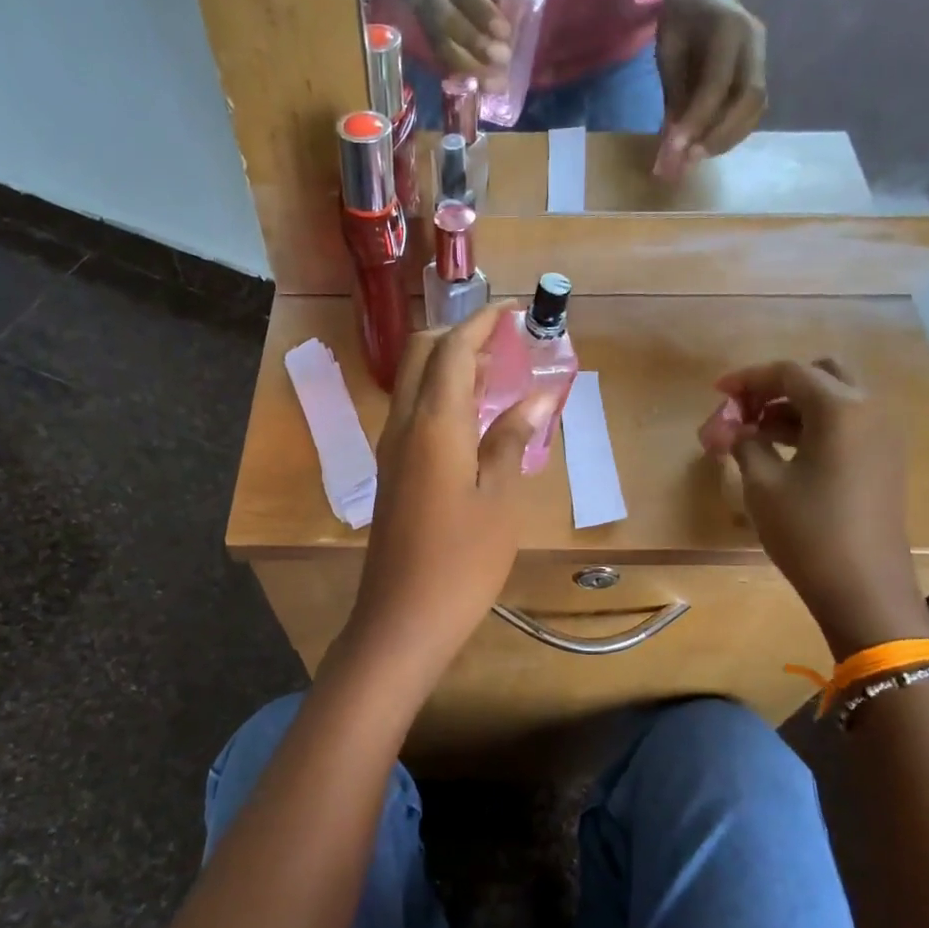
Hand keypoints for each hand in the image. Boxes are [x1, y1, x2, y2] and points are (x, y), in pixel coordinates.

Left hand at [344, 306, 556, 679]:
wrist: (403, 618)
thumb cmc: (461, 561)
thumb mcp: (499, 500)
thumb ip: (512, 440)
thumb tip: (537, 397)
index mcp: (433, 424)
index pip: (452, 351)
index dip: (481, 323)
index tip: (513, 309)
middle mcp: (403, 426)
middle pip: (421, 355)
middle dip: (458, 335)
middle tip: (504, 342)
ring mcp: (392, 451)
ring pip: (414, 385)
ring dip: (448, 366)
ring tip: (495, 372)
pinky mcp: (392, 474)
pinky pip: (413, 415)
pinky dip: (440, 397)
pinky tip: (472, 418)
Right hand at [389, 0, 514, 84]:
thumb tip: (515, 14)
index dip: (484, 14)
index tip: (505, 33)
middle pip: (449, 23)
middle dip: (477, 44)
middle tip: (503, 59)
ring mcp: (427, 19)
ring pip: (444, 48)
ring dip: (469, 69)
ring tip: (494, 84)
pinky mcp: (428, 40)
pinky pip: (442, 62)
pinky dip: (460, 78)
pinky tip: (479, 89)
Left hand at [654, 0, 766, 178]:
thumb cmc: (681, 19)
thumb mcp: (669, 52)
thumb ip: (674, 97)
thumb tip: (671, 148)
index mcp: (728, 29)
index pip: (717, 84)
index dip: (696, 121)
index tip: (674, 150)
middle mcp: (754, 43)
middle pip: (750, 99)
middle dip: (720, 135)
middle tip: (690, 159)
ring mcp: (762, 57)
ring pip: (756, 108)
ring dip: (727, 139)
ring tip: (696, 157)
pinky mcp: (760, 72)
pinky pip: (753, 109)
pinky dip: (732, 132)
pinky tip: (708, 144)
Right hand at [699, 357, 928, 658]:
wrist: (863, 586)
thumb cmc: (807, 531)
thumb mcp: (763, 484)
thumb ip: (744, 443)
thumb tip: (733, 428)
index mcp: (841, 409)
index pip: (789, 372)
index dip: (748, 379)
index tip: (717, 393)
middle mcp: (870, 411)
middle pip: (820, 375)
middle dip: (777, 386)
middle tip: (744, 411)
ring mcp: (883, 436)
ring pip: (835, 400)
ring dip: (794, 406)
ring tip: (755, 435)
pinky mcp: (883, 460)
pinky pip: (846, 424)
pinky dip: (814, 426)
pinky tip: (784, 452)